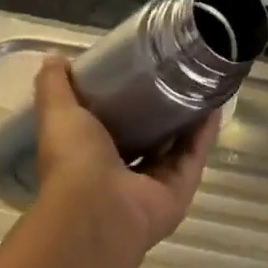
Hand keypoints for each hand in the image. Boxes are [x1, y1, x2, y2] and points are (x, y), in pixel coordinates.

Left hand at [31, 55, 217, 250]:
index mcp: (91, 159)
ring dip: (188, 119)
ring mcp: (153, 184)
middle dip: (161, 110)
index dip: (124, 102)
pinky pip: (195, 155)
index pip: (112, 127)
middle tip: (176, 74)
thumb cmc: (74, 162)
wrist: (97, 211)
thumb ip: (54, 87)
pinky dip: (205, 132)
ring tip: (201, 84)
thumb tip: (53, 56)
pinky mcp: (180, 188)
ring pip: (176, 146)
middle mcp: (123, 175)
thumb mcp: (58, 115)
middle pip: (148, 138)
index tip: (138, 71)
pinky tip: (214, 104)